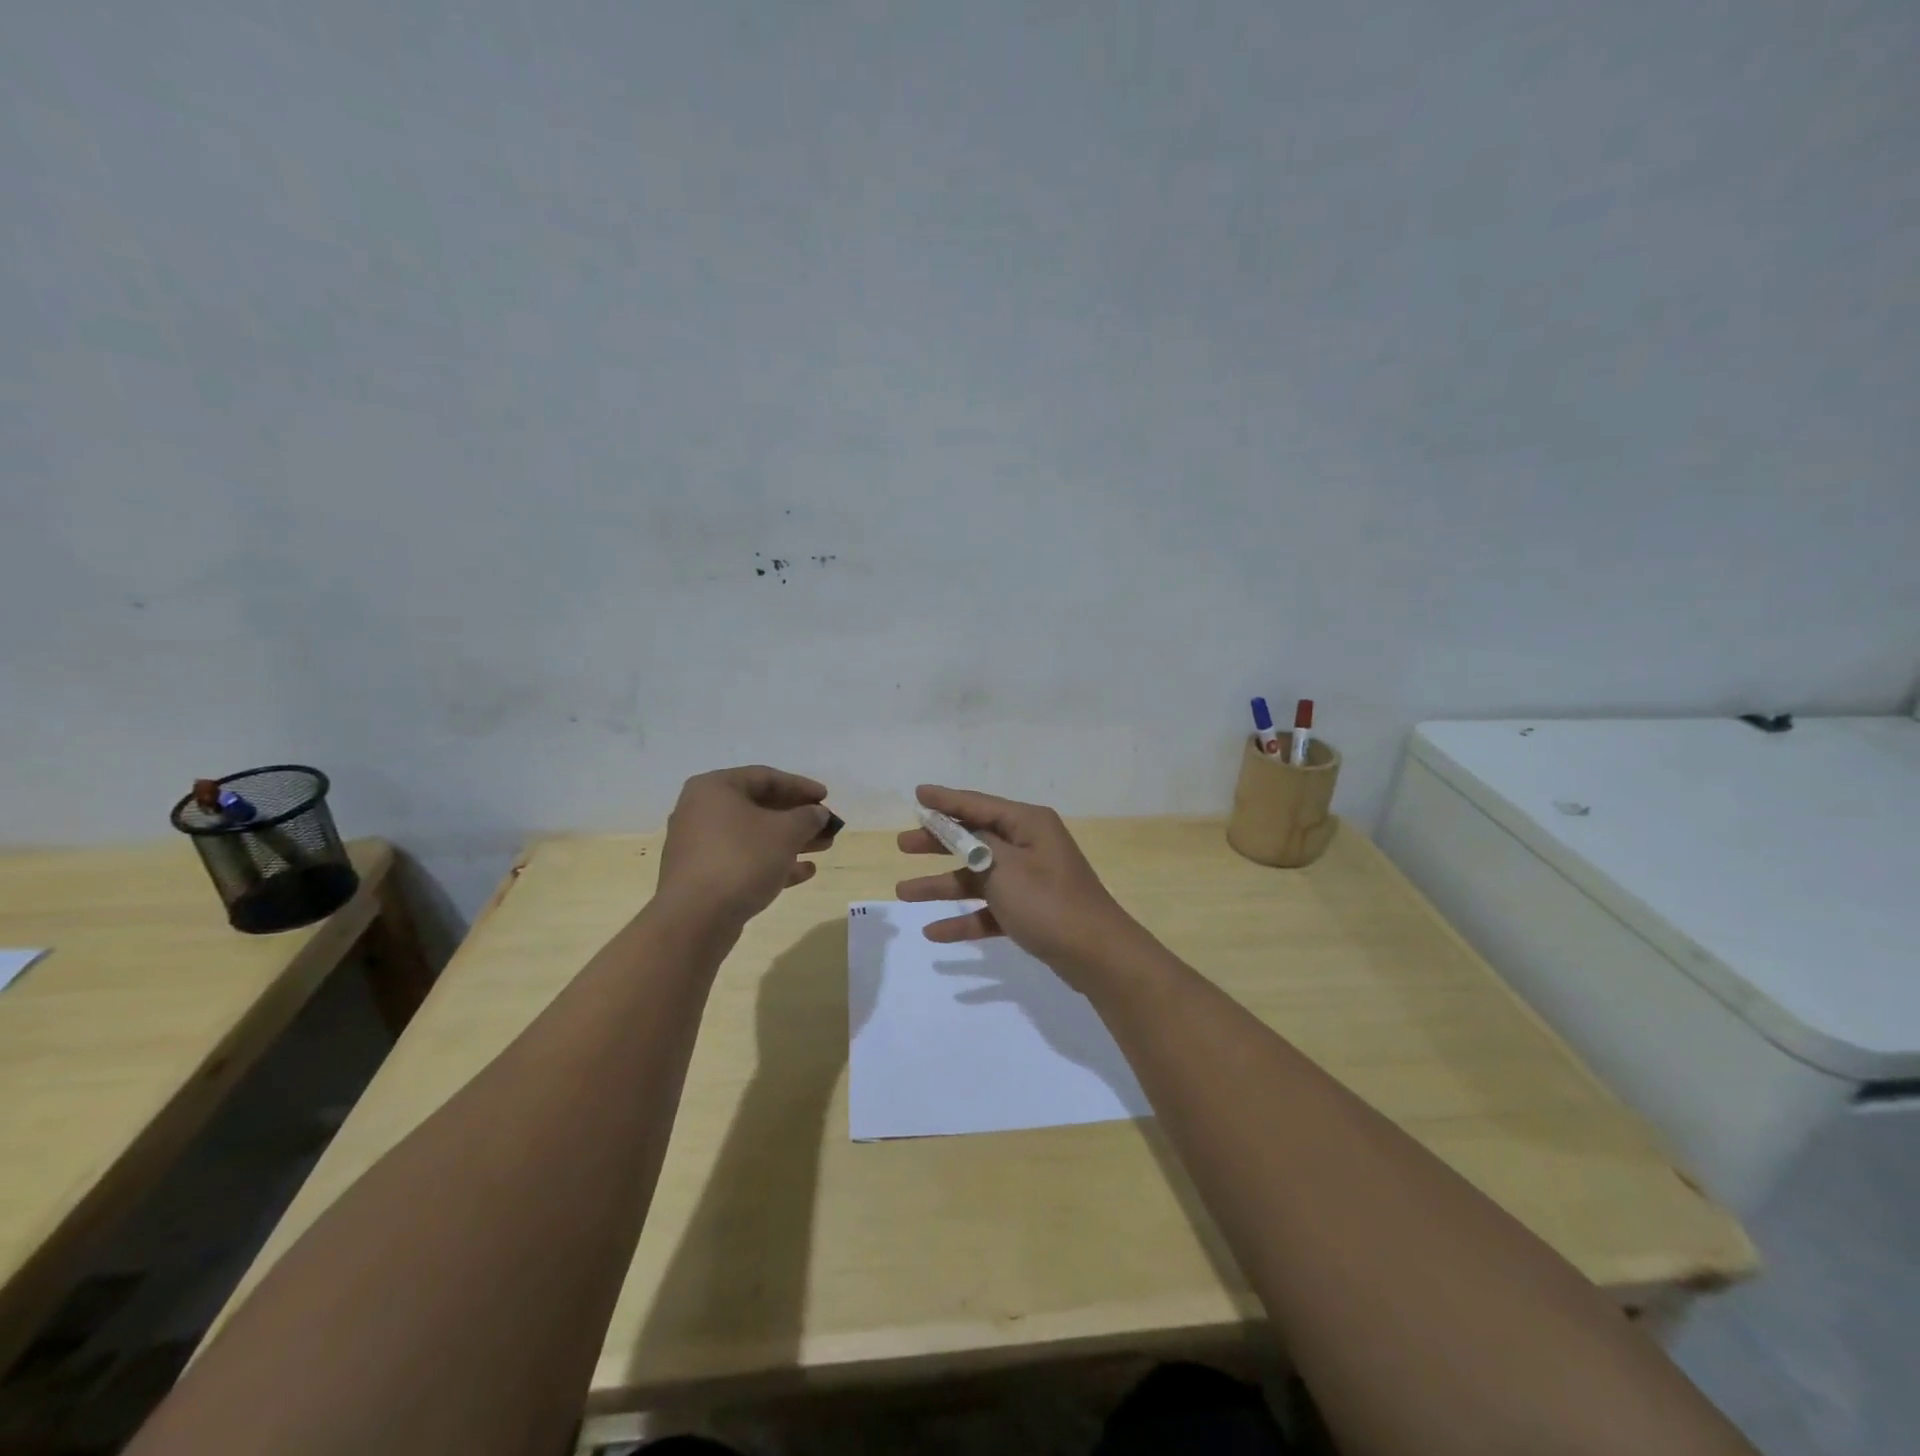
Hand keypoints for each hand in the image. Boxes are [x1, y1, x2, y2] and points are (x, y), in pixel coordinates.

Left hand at [657, 766, 835, 926]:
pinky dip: (772, 862)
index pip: (765, 777)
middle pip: (759, 807)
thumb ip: (808, 817)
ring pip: (753, 836)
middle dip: (798, 817)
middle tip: (827, 826)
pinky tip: (803, 872)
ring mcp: (699, 846)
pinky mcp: (702, 876)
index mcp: (715, 788)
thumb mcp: (785, 832)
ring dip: (790, 841)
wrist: (695, 919)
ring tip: (823, 848)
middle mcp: (701, 811)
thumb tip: (818, 813)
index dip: (800, 786)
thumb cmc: (741, 859)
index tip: (827, 797)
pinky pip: (743, 860)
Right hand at [895, 785, 1142, 986]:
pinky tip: (934, 932)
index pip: (977, 804)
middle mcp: (1029, 845)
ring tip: (903, 893)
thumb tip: (959, 830)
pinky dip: (964, 918)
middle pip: (974, 839)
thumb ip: (975, 846)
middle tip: (903, 845)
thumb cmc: (1047, 902)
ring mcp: (1030, 880)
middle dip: (937, 843)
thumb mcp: (1005, 867)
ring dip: (942, 885)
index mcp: (1027, 824)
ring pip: (977, 877)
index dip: (945, 800)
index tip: (917, 794)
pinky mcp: (1030, 911)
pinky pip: (989, 909)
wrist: (1096, 954)